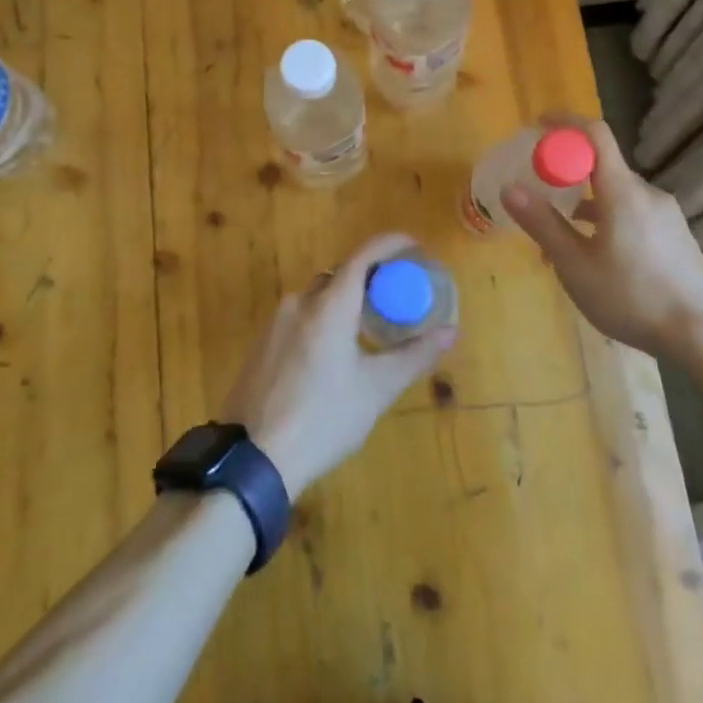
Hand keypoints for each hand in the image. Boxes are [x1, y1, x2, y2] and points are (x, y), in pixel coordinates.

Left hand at [219, 232, 457, 494]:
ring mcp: (275, 323)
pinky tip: (333, 355)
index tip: (414, 246)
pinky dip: (323, 320)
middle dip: (369, 279)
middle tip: (396, 297)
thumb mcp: (376, 390)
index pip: (363, 256)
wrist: (251, 458)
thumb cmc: (322, 419)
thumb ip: (414, 356)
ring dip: (345, 303)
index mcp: (329, 306)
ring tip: (369, 329)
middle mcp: (299, 302)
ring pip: (318, 298)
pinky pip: (300, 317)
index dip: (390, 244)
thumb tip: (451, 332)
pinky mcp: (261, 344)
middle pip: (339, 276)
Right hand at [500, 116, 702, 355]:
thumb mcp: (575, 265)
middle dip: (568, 176)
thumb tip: (509, 189)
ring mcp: (667, 215)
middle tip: (539, 199)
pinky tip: (597, 259)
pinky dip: (608, 221)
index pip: (595, 135)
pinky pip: (634, 214)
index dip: (565, 123)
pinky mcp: (676, 236)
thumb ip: (543, 223)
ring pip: (617, 196)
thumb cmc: (631, 297)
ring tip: (561, 243)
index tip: (537, 126)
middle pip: (603, 167)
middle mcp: (648, 194)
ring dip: (586, 206)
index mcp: (623, 192)